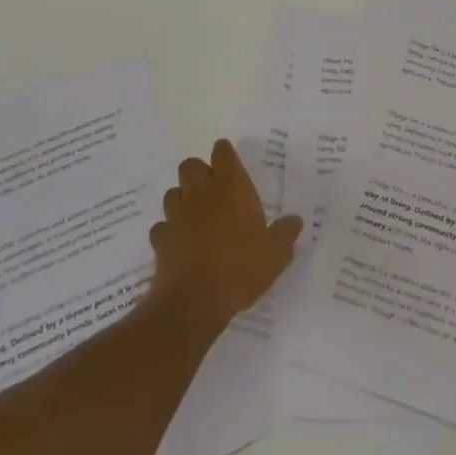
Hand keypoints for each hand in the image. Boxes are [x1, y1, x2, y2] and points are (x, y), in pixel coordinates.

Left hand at [148, 140, 301, 331]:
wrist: (193, 301)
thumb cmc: (240, 268)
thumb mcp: (275, 253)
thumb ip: (285, 232)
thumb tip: (295, 220)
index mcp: (231, 188)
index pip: (223, 154)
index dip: (225, 153)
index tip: (228, 158)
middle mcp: (201, 194)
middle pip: (190, 165)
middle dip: (199, 171)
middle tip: (213, 188)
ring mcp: (177, 216)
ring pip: (173, 193)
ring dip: (182, 198)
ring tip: (196, 214)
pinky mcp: (160, 240)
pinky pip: (162, 226)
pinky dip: (170, 230)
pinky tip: (180, 242)